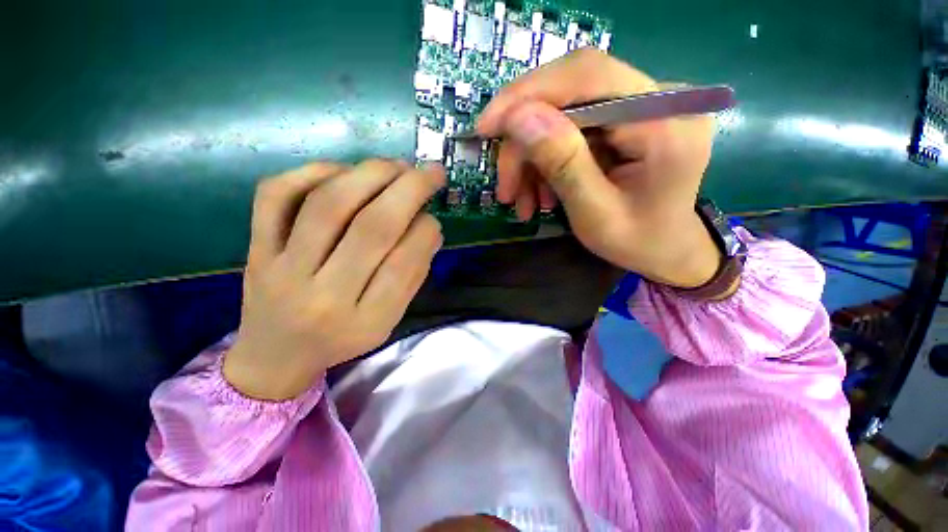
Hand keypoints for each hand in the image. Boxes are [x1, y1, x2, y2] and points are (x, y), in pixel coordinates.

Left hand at [224, 160, 444, 400]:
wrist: (273, 355)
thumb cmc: (341, 339)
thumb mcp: (387, 320)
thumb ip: (412, 276)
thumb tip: (430, 226)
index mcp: (363, 322)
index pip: (403, 264)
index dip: (425, 230)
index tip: (435, 215)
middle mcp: (322, 295)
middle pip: (371, 227)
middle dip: (409, 189)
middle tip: (430, 171)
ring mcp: (281, 268)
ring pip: (328, 204)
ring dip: (370, 174)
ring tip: (397, 165)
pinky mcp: (256, 247)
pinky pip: (276, 195)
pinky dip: (314, 171)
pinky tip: (345, 171)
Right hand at [476, 48, 720, 287]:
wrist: (668, 250)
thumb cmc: (638, 243)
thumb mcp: (595, 214)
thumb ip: (563, 164)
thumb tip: (519, 117)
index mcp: (666, 122)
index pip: (588, 76)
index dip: (529, 94)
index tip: (487, 127)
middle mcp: (660, 100)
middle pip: (570, 91)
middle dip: (525, 139)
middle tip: (505, 184)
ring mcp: (643, 106)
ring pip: (563, 114)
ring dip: (531, 158)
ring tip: (520, 200)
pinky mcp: (626, 119)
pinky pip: (571, 130)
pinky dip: (545, 161)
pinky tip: (539, 192)